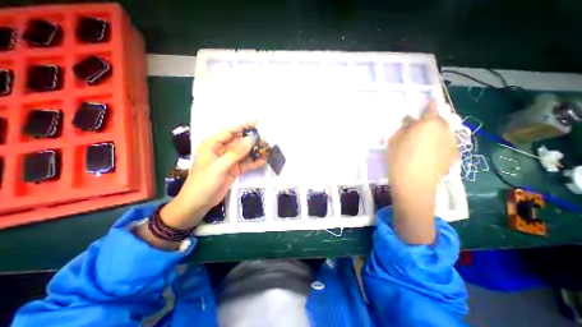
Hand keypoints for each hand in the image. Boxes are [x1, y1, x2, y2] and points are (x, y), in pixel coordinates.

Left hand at [160, 123, 266, 229]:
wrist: (198, 203)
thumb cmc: (203, 183)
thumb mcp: (219, 167)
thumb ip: (235, 153)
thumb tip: (250, 139)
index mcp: (213, 144)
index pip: (230, 131)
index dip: (243, 126)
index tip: (257, 123)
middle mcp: (222, 150)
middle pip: (239, 141)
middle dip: (252, 139)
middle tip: (266, 138)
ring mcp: (229, 160)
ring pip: (244, 152)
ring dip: (255, 151)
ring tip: (268, 149)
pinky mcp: (234, 169)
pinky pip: (246, 163)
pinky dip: (254, 162)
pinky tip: (263, 160)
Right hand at [386, 100, 459, 195]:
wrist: (414, 185)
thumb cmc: (399, 161)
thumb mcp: (393, 142)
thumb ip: (403, 130)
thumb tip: (410, 126)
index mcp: (427, 124)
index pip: (431, 109)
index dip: (428, 106)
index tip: (425, 106)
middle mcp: (444, 130)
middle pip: (439, 121)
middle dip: (430, 122)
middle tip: (418, 129)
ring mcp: (451, 143)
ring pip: (444, 132)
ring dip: (435, 133)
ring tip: (424, 142)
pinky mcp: (454, 155)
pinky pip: (447, 143)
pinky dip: (440, 144)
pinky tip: (430, 153)